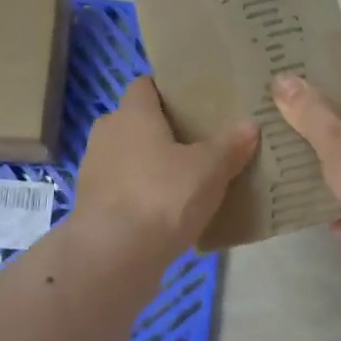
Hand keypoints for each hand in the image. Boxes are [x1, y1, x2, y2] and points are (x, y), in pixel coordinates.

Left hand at [74, 77, 257, 261]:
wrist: (113, 255)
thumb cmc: (163, 196)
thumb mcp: (209, 170)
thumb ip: (229, 146)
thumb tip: (249, 125)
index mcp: (133, 114)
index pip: (144, 86)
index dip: (167, 91)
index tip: (193, 103)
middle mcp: (107, 133)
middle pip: (135, 121)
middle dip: (161, 130)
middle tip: (196, 143)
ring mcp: (94, 170)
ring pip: (126, 156)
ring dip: (148, 165)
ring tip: (184, 180)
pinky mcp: (91, 205)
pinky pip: (121, 189)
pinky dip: (139, 194)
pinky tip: (165, 212)